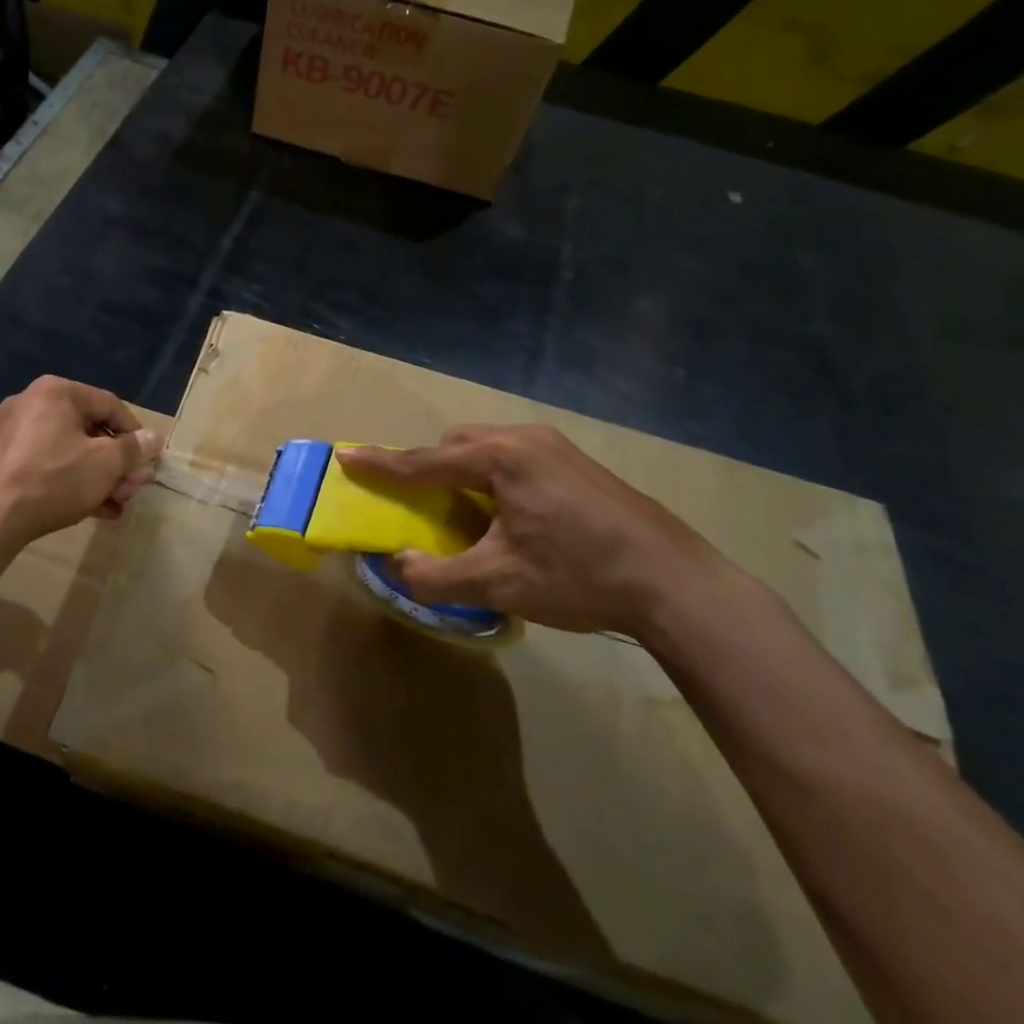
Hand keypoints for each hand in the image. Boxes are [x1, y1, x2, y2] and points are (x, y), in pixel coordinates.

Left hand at [0, 376, 161, 549]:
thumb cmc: (54, 478)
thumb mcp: (105, 464)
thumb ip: (133, 449)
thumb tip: (153, 439)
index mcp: (57, 392)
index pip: (110, 405)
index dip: (135, 433)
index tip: (148, 460)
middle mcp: (33, 403)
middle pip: (90, 430)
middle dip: (117, 463)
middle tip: (134, 488)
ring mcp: (14, 433)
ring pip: (70, 450)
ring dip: (99, 477)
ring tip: (117, 505)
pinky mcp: (3, 461)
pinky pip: (48, 464)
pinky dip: (72, 482)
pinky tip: (94, 510)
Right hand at [338, 424, 728, 639]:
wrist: (676, 582)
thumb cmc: (579, 576)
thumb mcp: (500, 584)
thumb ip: (437, 575)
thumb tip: (397, 564)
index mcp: (501, 458)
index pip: (425, 461)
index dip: (382, 464)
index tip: (347, 457)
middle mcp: (524, 439)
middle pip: (456, 445)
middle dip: (430, 470)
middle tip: (424, 507)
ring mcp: (555, 447)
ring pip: (487, 449)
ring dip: (465, 475)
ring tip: (470, 516)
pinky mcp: (575, 462)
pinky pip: (513, 457)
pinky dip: (494, 478)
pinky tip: (512, 517)